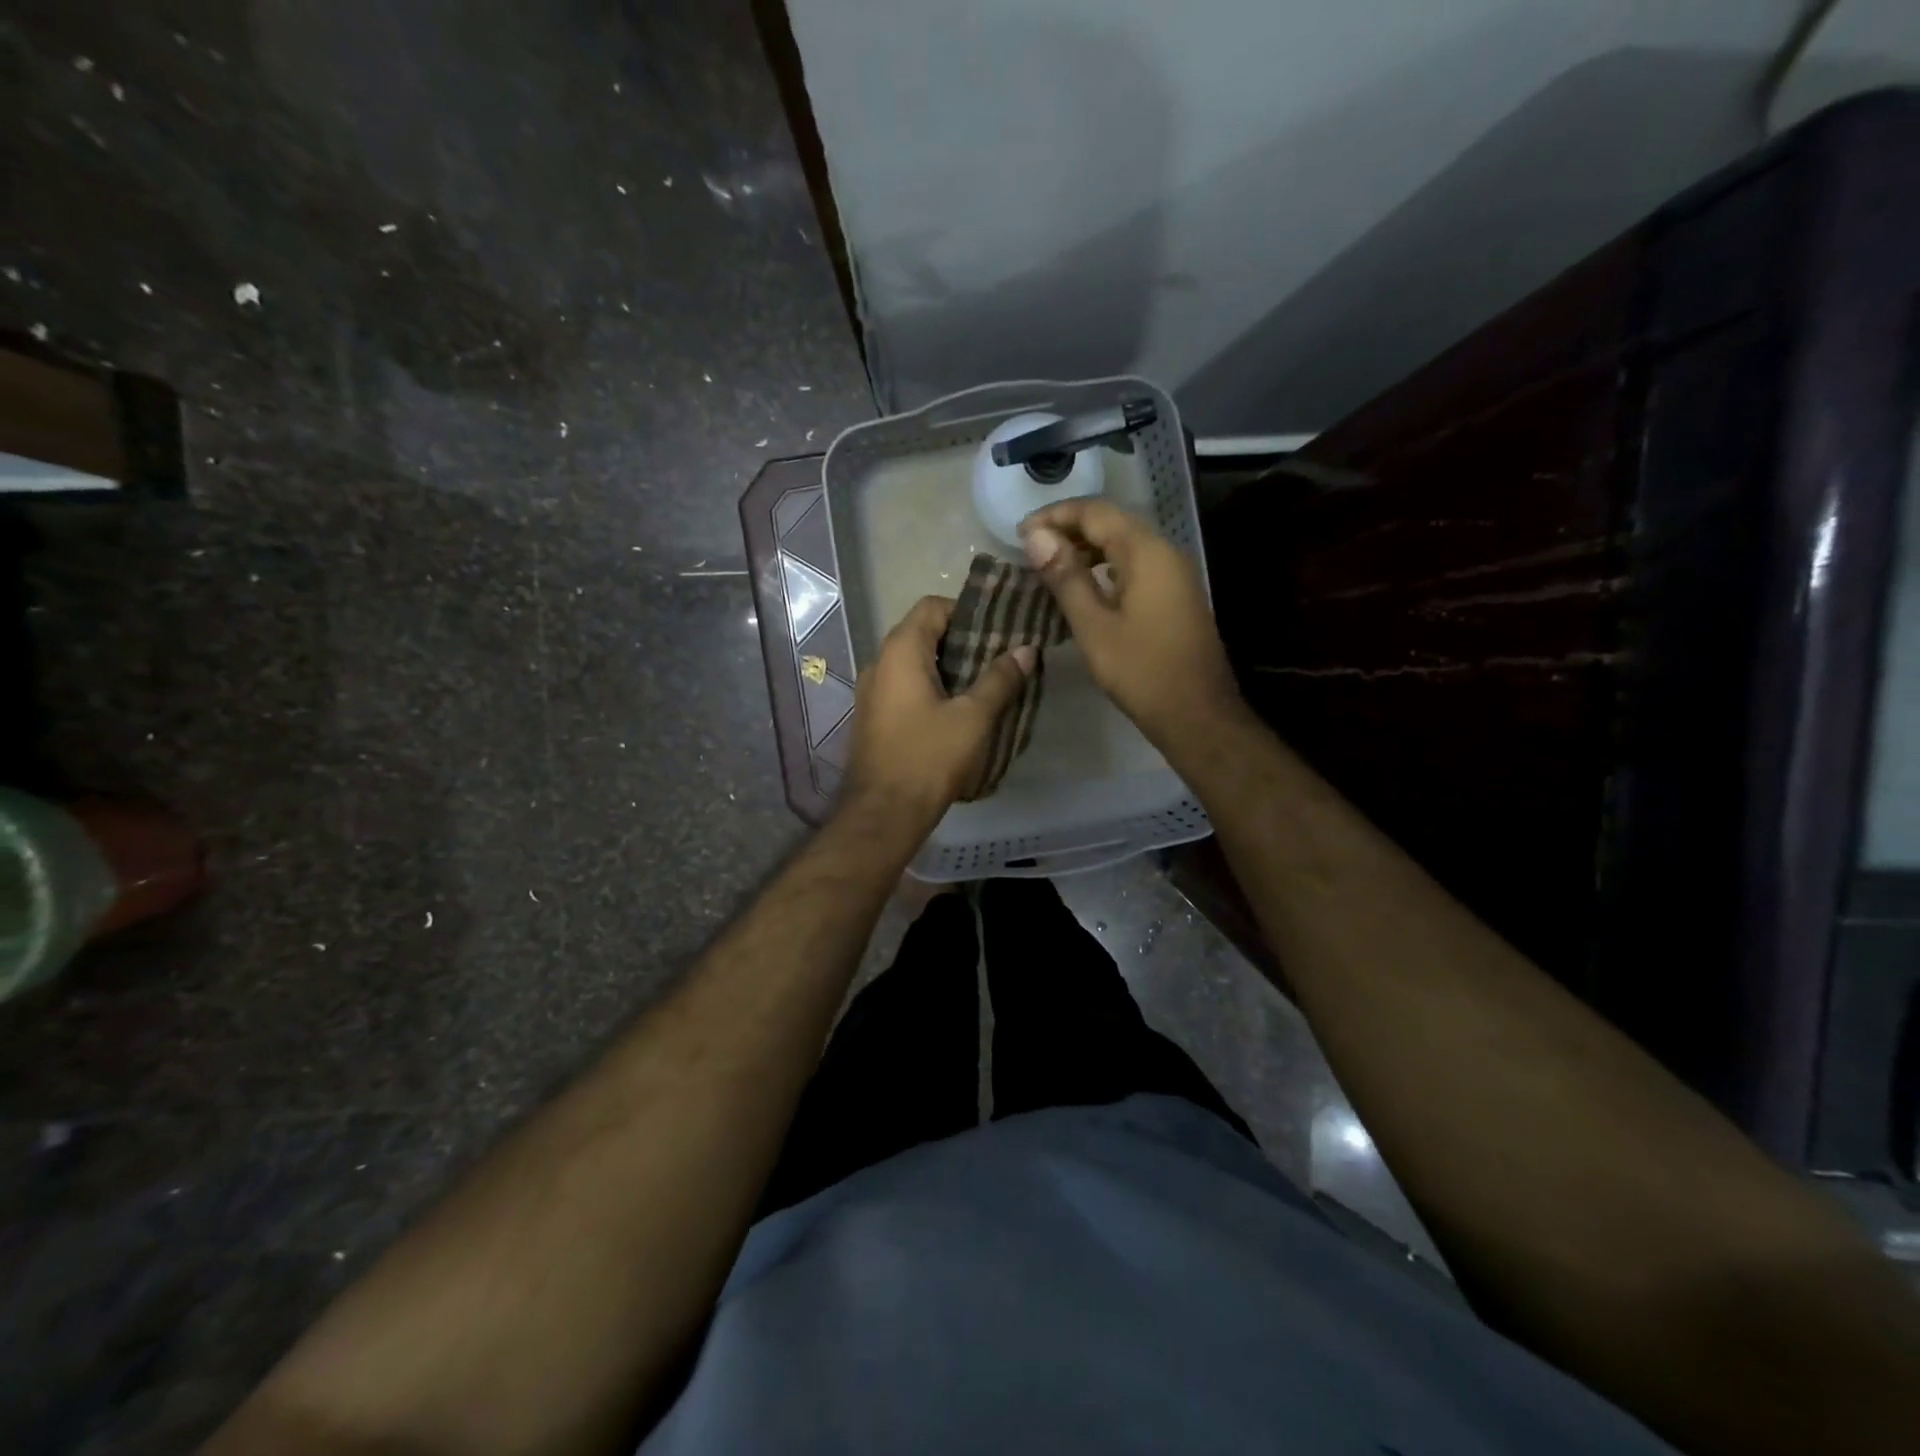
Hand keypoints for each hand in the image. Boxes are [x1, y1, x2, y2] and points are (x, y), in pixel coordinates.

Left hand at [844, 596, 1032, 825]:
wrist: (883, 812)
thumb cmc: (929, 757)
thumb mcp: (973, 717)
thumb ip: (1000, 679)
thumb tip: (1026, 650)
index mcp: (900, 651)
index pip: (932, 606)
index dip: (966, 611)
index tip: (997, 631)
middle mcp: (879, 663)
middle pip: (923, 633)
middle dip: (962, 642)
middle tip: (998, 659)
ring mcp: (872, 692)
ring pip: (914, 664)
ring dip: (948, 668)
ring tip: (984, 685)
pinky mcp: (873, 717)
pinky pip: (905, 688)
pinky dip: (931, 689)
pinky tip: (958, 712)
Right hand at [1020, 500, 1242, 749]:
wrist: (1198, 714)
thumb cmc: (1142, 672)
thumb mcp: (1094, 627)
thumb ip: (1066, 578)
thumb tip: (1036, 537)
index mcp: (1146, 553)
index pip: (1096, 513)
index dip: (1055, 516)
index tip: (1020, 534)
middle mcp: (1164, 552)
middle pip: (1112, 522)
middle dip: (1070, 528)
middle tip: (1031, 549)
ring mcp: (1174, 574)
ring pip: (1125, 543)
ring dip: (1087, 547)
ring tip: (1050, 565)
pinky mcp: (1175, 595)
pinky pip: (1136, 565)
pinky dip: (1105, 566)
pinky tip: (1084, 586)